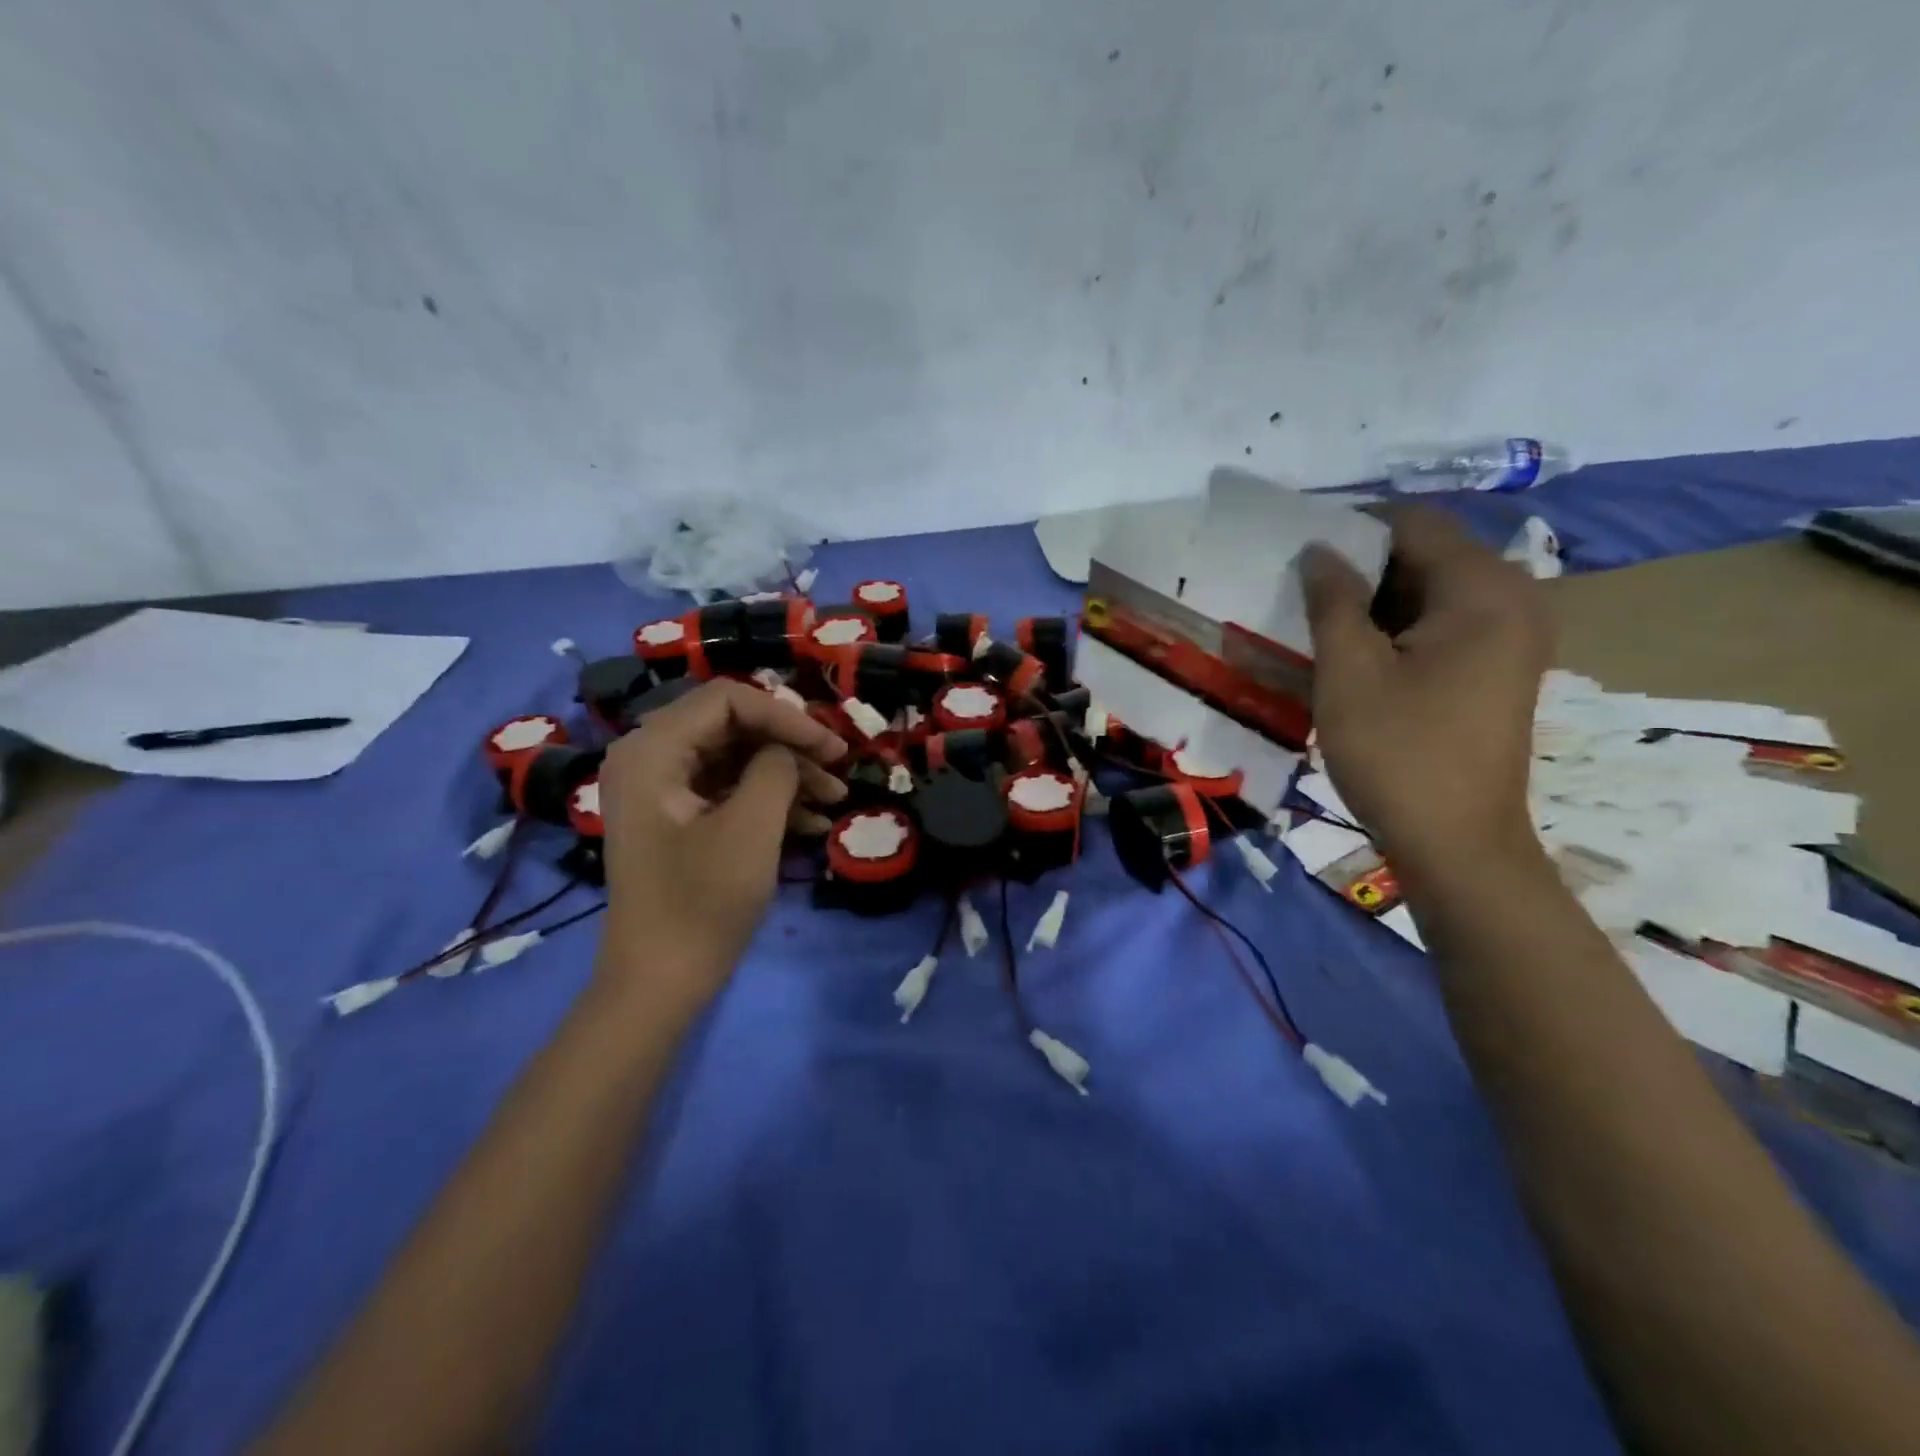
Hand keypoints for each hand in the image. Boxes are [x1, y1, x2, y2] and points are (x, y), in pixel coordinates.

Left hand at [594, 679, 847, 1009]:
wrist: (659, 983)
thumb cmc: (701, 903)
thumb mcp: (751, 828)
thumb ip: (776, 768)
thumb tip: (789, 749)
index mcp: (652, 750)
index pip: (729, 699)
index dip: (787, 716)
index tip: (832, 747)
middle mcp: (649, 756)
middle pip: (732, 724)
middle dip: (790, 743)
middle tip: (838, 768)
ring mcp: (660, 788)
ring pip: (735, 756)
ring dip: (787, 772)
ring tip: (835, 799)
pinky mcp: (675, 816)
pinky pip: (727, 787)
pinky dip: (769, 798)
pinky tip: (812, 822)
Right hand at [1302, 508, 1552, 876]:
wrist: (1457, 844)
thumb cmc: (1399, 753)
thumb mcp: (1349, 672)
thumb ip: (1333, 600)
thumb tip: (1319, 549)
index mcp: (1484, 590)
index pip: (1414, 524)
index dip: (1351, 529)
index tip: (1297, 553)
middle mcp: (1513, 599)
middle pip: (1427, 553)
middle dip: (1361, 566)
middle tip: (1300, 591)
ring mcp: (1512, 636)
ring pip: (1431, 591)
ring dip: (1375, 600)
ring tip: (1319, 622)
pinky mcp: (1499, 667)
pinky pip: (1444, 623)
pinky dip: (1398, 627)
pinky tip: (1356, 654)